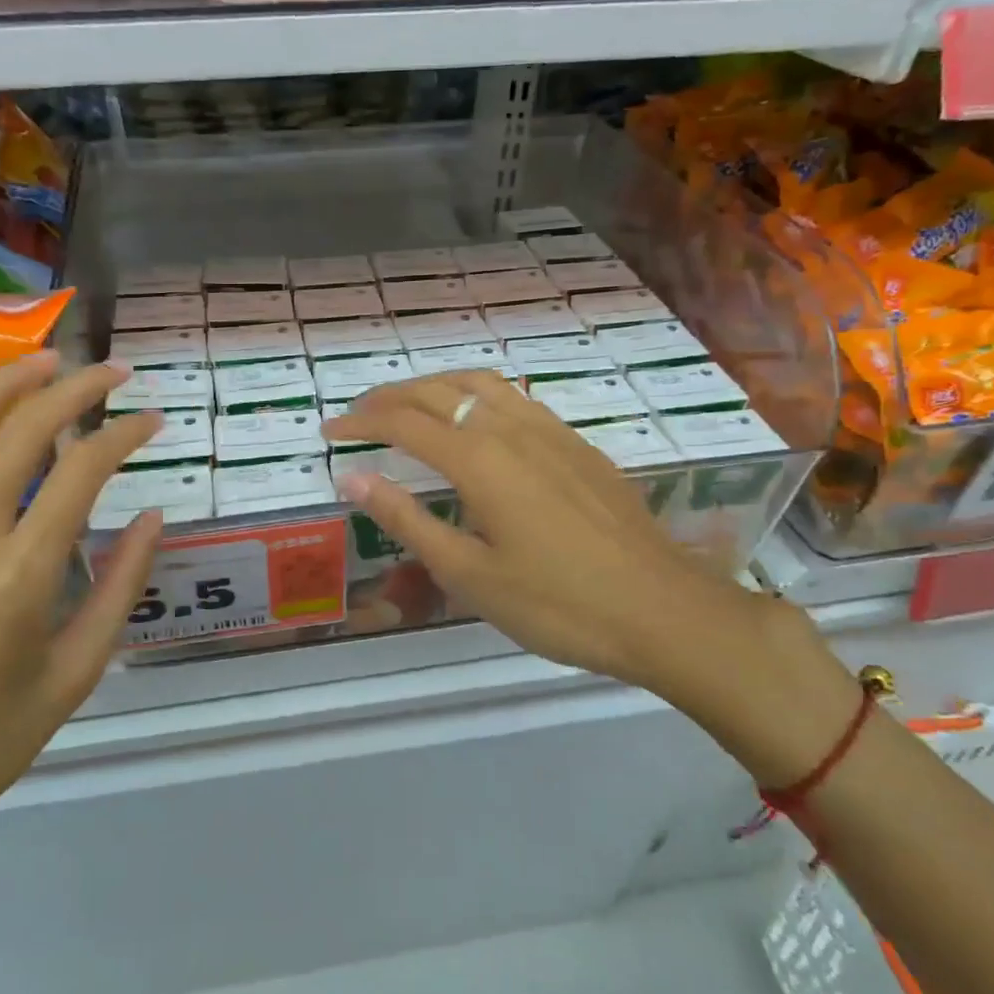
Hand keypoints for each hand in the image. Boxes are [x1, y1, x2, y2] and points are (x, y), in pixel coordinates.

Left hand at [0, 352, 161, 881]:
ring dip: (2, 381)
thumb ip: (121, 588)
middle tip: (108, 371)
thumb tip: (154, 516)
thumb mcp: (77, 675)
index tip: (149, 420)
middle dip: (75, 388)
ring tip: (42, 361)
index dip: (123, 434)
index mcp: (20, 579)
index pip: (83, 472)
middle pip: (22, 433)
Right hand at [322, 372, 855, 782]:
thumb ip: (407, 519)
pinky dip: (475, 395)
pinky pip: (513, 397)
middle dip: (390, 397)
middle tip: (358, 415)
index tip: (330, 431)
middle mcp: (511, 428)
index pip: (403, 422)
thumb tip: (352, 477)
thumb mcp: (469, 573)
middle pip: (438, 391)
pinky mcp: (577, 443)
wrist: (663, 610)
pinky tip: (475, 421)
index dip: (361, 422)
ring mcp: (550, 430)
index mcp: (479, 459)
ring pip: (479, 384)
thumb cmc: (558, 603)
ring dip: (434, 386)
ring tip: (408, 406)